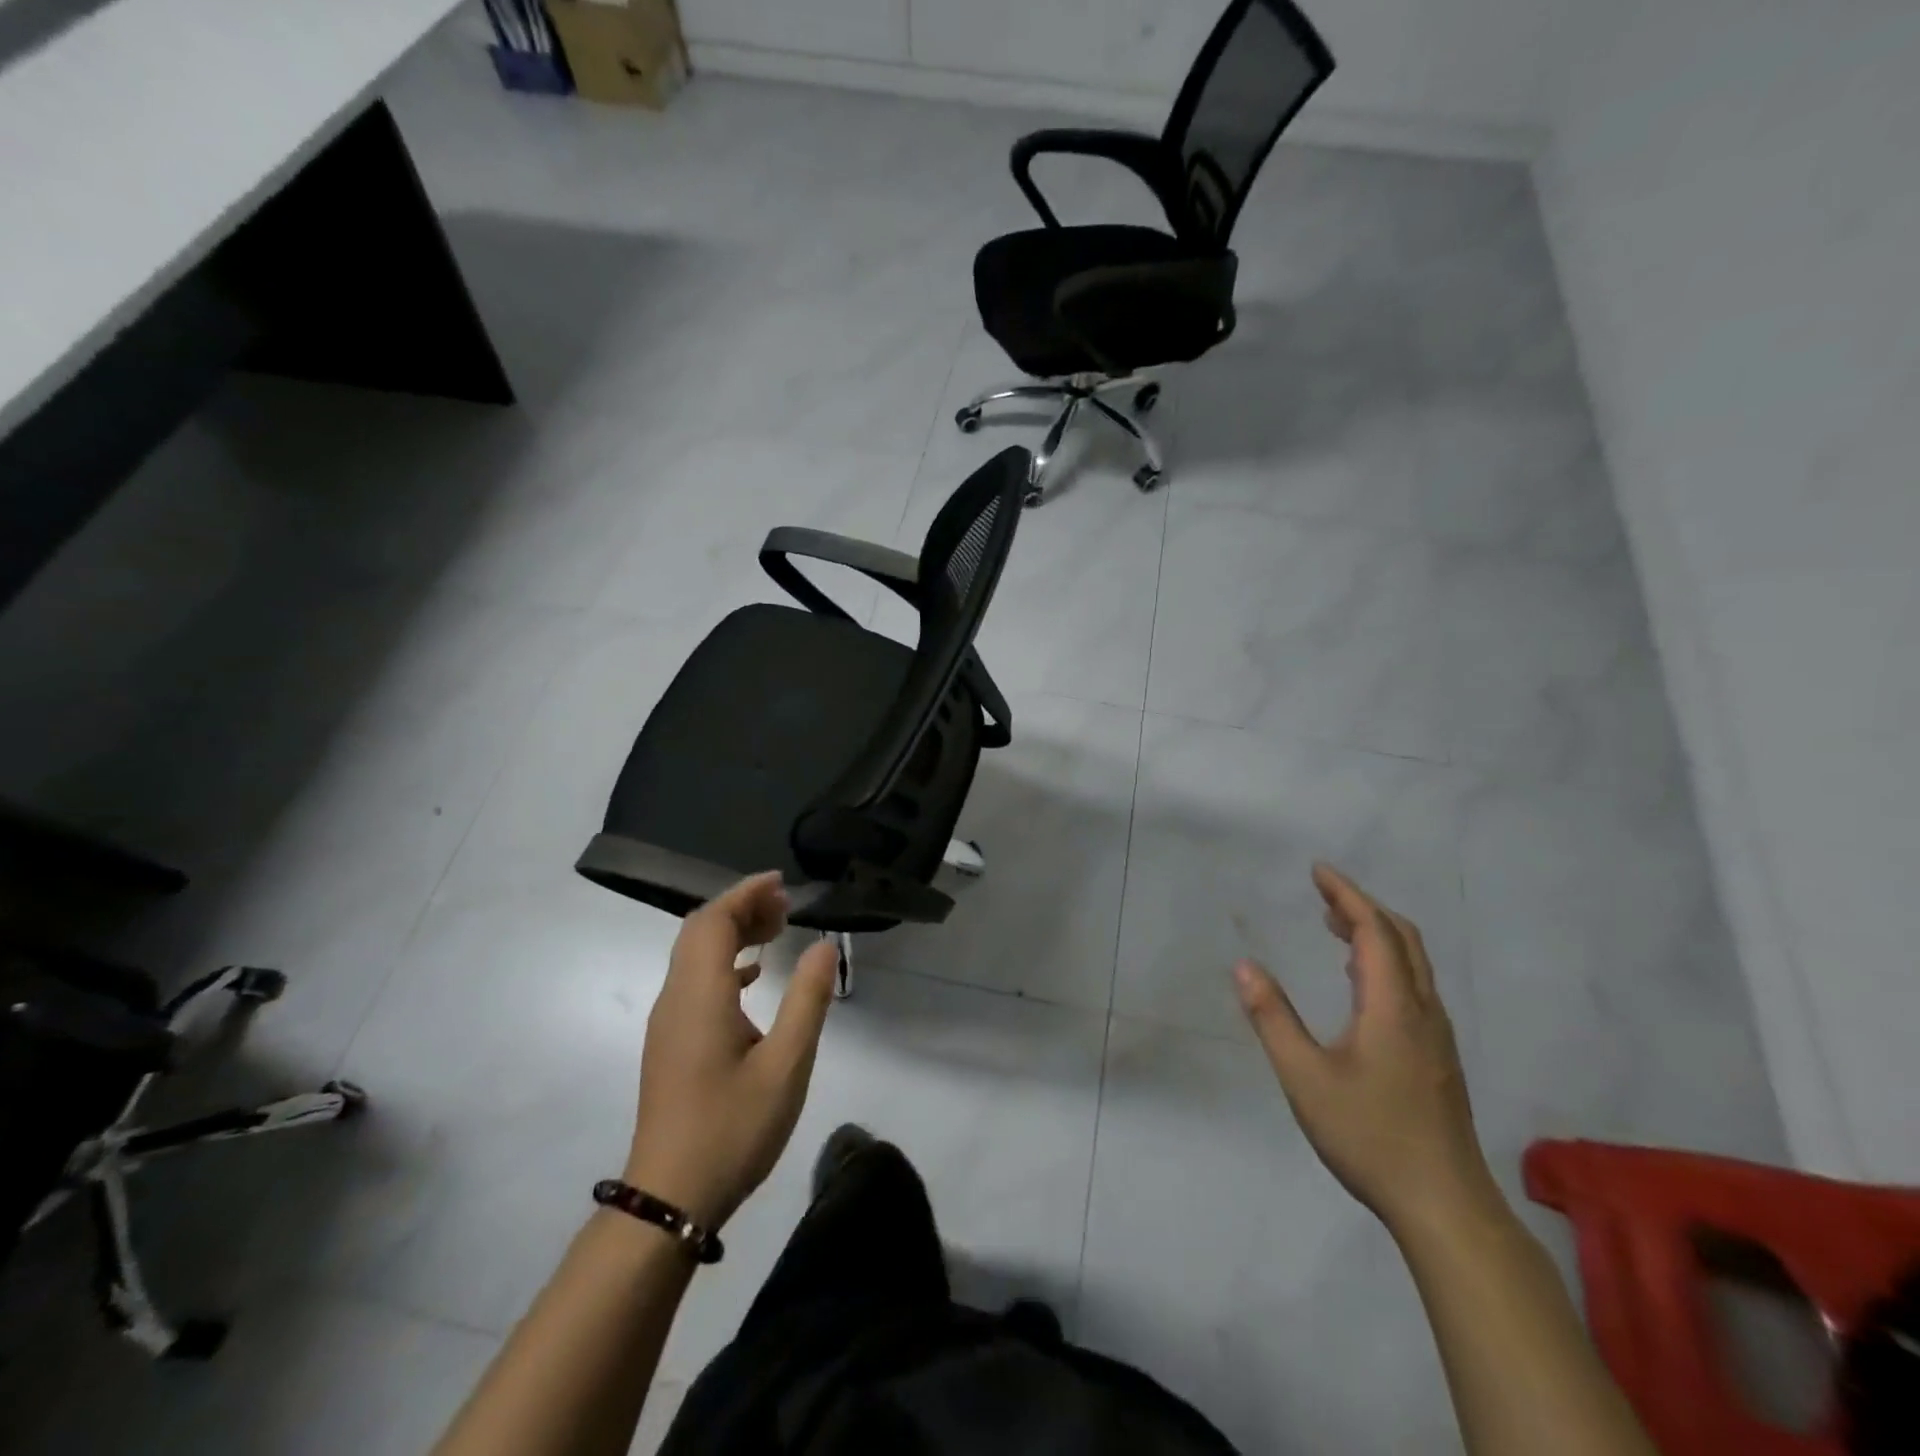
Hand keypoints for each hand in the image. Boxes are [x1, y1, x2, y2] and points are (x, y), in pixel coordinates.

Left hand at [624, 872, 838, 1230]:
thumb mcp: (786, 1065)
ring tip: (776, 931)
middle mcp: (675, 999)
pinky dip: (724, 965)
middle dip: (741, 908)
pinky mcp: (671, 1044)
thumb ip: (807, 1000)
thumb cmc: (732, 1129)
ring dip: (732, 934)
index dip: (745, 894)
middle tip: (786, 907)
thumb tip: (824, 945)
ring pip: (694, 956)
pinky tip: (753, 978)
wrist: (670, 1199)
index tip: (781, 884)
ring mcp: (668, 1023)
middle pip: (700, 932)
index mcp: (699, 996)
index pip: (712, 921)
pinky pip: (694, 982)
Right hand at [1233, 863, 1498, 1239]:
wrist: (1446, 1206)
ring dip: (1376, 932)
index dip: (1346, 894)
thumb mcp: (1305, 1077)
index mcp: (1393, 1006)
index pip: (1374, 930)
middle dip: (1362, 905)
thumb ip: (1273, 1019)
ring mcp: (1436, 1035)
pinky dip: (1385, 960)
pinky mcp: (1437, 1056)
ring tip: (1334, 924)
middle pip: (1401, 938)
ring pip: (1413, 962)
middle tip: (1322, 892)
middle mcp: (1422, 1010)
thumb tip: (1244, 966)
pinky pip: (1413, 985)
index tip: (1317, 871)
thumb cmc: (1370, 1136)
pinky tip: (1359, 981)